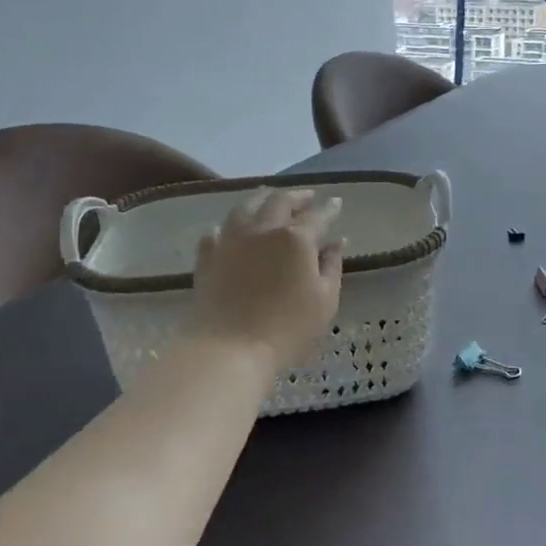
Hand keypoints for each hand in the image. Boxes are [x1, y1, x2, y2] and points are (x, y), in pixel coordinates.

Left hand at [184, 188, 344, 370]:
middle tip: (307, 196)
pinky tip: (226, 229)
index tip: (337, 203)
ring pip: (244, 208)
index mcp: (296, 239)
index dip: (329, 209)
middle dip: (296, 196)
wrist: (229, 349)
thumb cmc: (288, 329)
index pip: (317, 216)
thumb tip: (337, 242)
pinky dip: (225, 227)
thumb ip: (332, 266)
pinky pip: (214, 233)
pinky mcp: (207, 259)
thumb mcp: (325, 300)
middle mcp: (263, 230)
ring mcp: (230, 242)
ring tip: (268, 196)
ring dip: (260, 199)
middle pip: (279, 202)